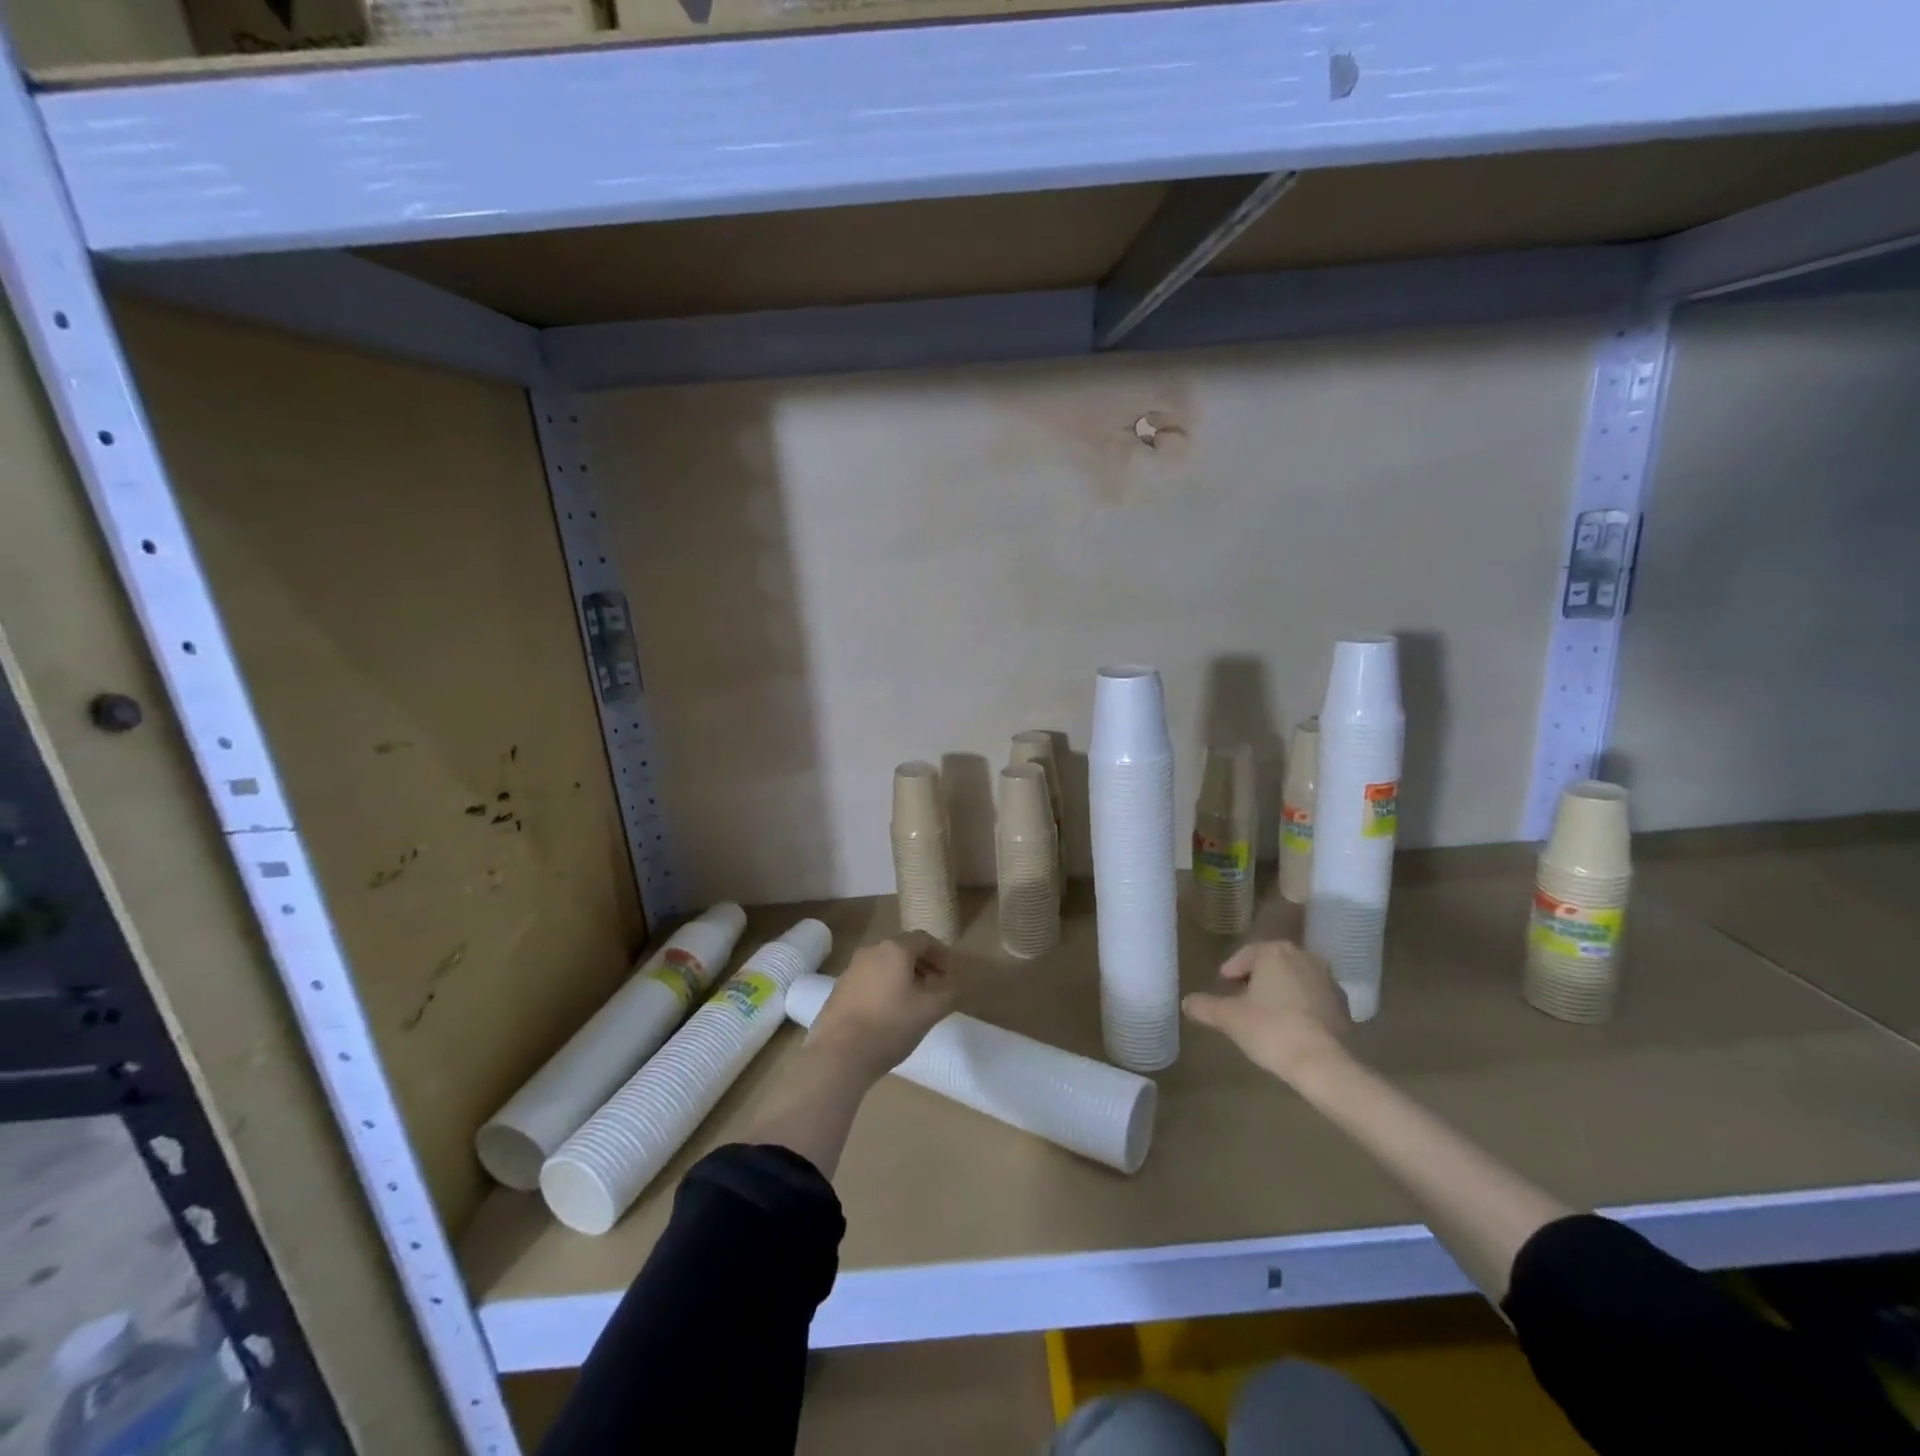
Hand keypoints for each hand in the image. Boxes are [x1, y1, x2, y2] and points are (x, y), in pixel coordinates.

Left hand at [806, 933, 954, 1083]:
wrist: (838, 1055)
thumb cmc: (890, 1026)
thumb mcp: (929, 1012)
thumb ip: (947, 995)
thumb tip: (952, 989)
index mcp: (894, 950)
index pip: (923, 940)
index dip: (941, 953)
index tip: (950, 972)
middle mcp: (870, 952)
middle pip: (902, 949)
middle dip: (922, 964)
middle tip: (935, 984)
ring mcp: (851, 970)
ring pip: (883, 964)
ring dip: (902, 976)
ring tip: (913, 1000)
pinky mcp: (838, 990)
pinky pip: (868, 979)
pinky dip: (884, 987)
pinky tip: (888, 1011)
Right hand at [1183, 940, 1352, 1082]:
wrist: (1324, 1064)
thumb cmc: (1270, 1030)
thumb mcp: (1228, 1018)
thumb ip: (1204, 1006)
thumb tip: (1187, 1002)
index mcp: (1274, 952)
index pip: (1246, 955)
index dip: (1231, 971)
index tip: (1223, 987)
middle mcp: (1304, 956)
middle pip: (1271, 965)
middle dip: (1256, 980)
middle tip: (1241, 1000)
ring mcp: (1328, 980)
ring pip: (1294, 980)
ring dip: (1280, 992)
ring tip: (1266, 1015)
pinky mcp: (1344, 1005)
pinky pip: (1313, 998)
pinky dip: (1300, 1006)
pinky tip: (1291, 1027)